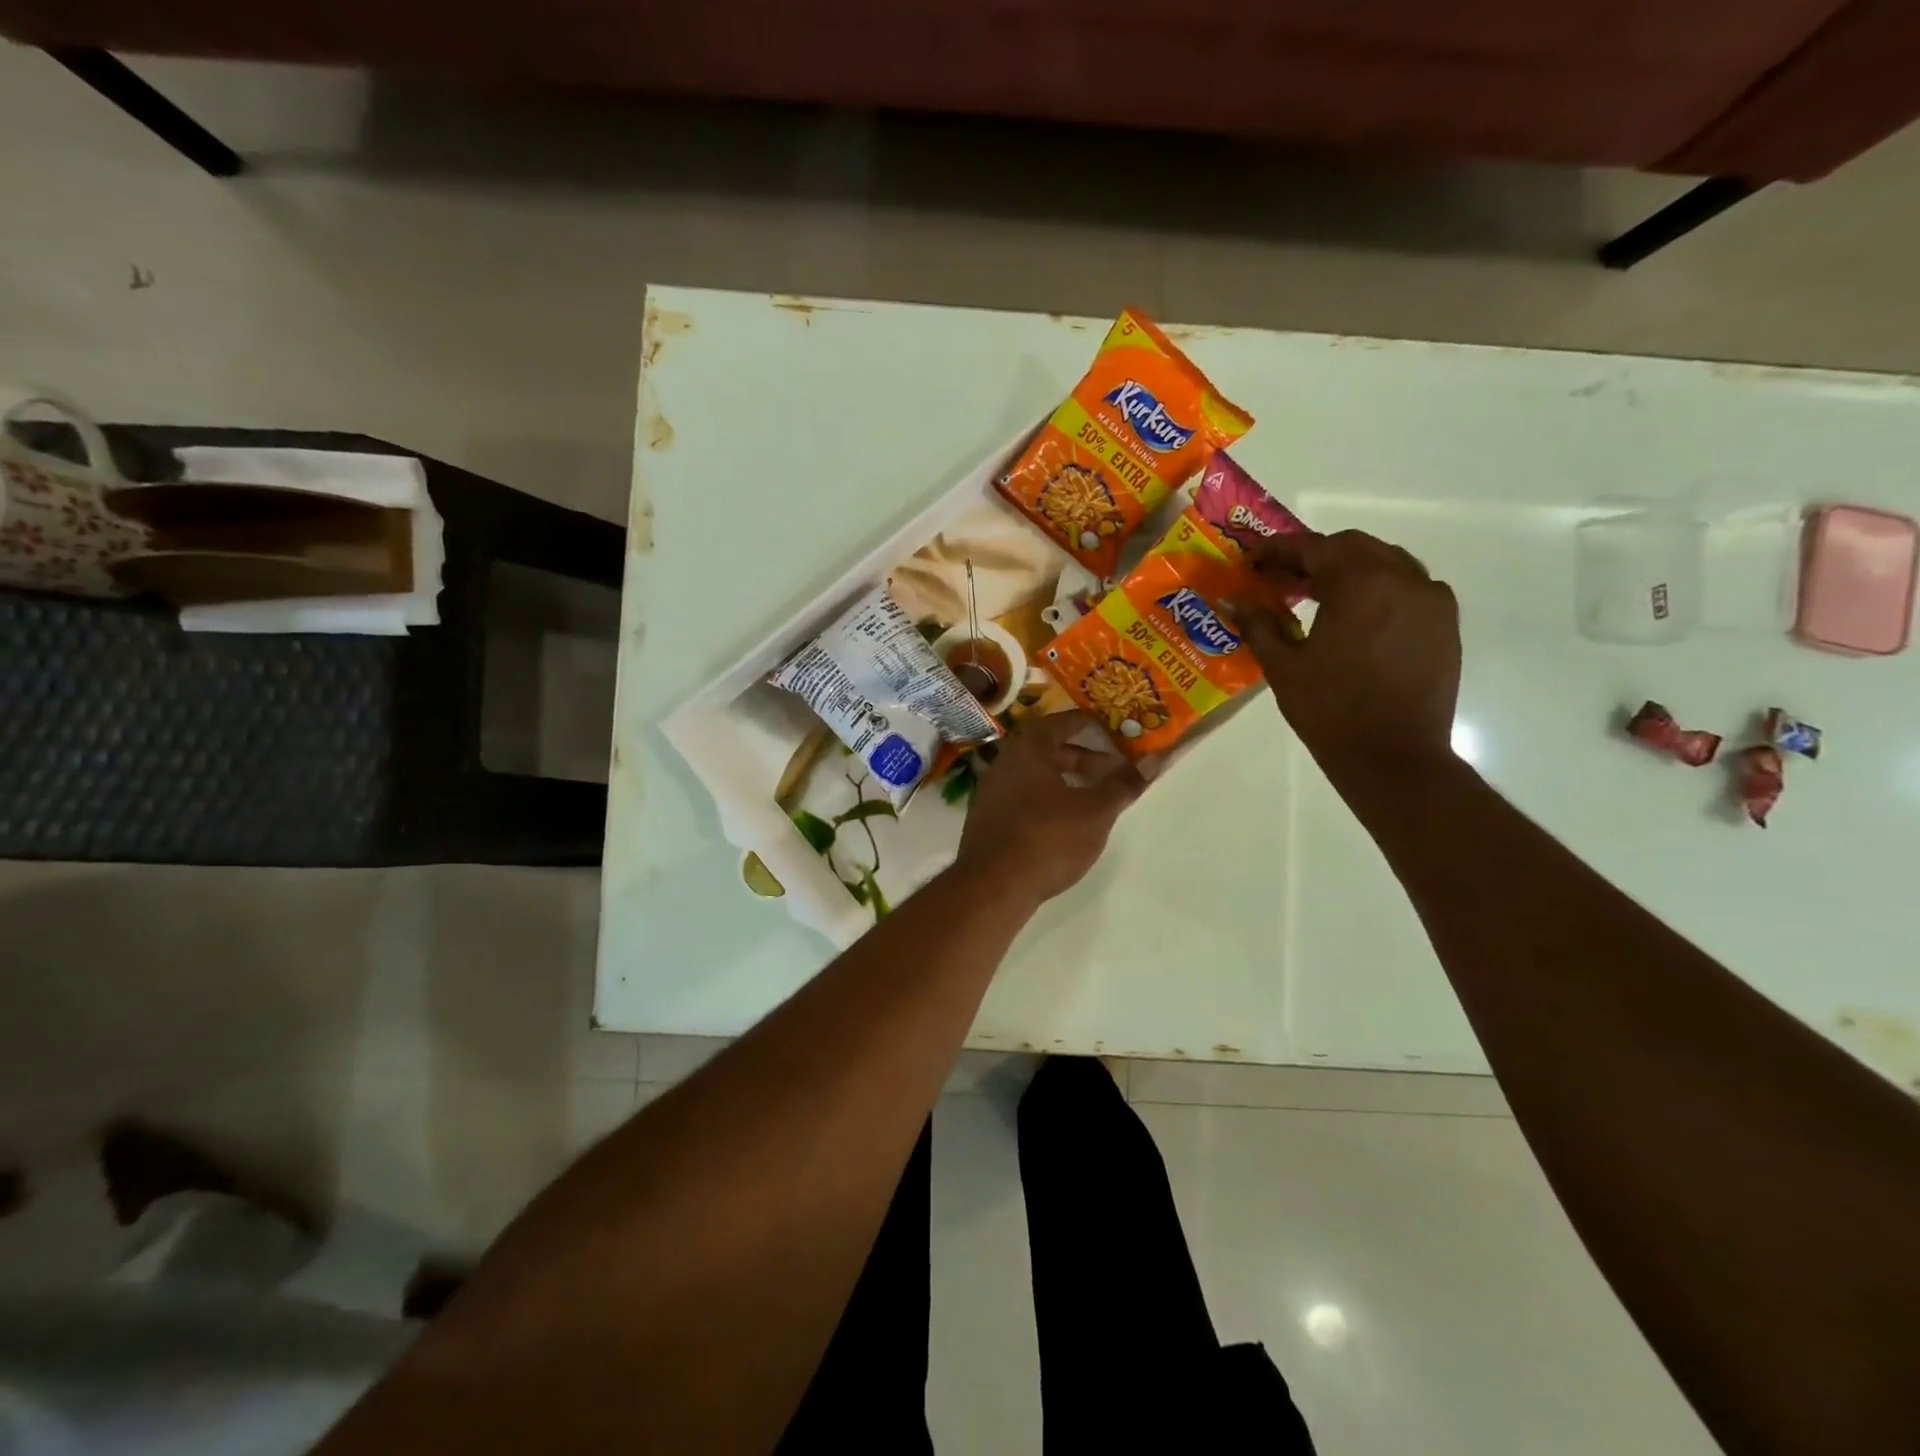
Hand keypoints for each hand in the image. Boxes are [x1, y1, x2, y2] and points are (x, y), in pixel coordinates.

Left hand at [953, 710, 1148, 905]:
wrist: (993, 886)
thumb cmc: (1048, 838)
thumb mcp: (1095, 811)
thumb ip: (1122, 785)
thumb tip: (1152, 761)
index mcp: (1028, 749)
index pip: (1062, 722)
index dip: (1091, 725)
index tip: (1114, 732)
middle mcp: (1005, 762)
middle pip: (1048, 749)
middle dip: (1083, 757)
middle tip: (1112, 771)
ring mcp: (992, 791)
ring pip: (1035, 775)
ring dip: (1066, 780)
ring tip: (1094, 798)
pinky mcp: (988, 819)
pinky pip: (1023, 796)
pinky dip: (1048, 799)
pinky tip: (1065, 822)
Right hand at [1231, 530, 1461, 782]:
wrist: (1393, 756)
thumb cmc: (1330, 710)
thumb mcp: (1284, 667)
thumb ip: (1259, 625)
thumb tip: (1232, 601)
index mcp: (1361, 583)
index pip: (1314, 549)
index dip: (1279, 550)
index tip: (1254, 558)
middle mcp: (1403, 579)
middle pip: (1353, 548)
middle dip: (1315, 556)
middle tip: (1282, 577)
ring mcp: (1431, 600)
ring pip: (1386, 563)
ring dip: (1349, 569)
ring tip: (1317, 594)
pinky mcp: (1445, 624)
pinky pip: (1409, 587)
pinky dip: (1378, 589)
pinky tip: (1355, 616)